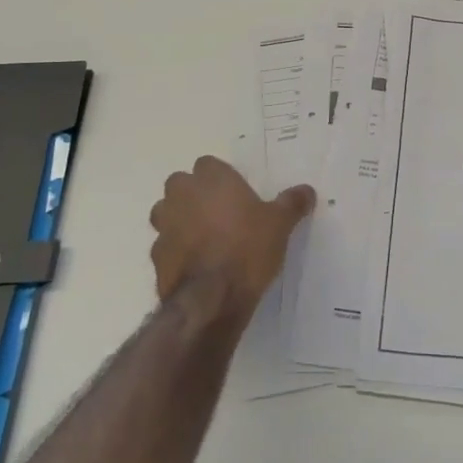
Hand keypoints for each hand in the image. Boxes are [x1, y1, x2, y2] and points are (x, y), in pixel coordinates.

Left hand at [149, 155, 313, 318]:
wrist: (212, 298)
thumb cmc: (248, 248)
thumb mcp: (280, 223)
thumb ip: (292, 203)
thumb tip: (307, 190)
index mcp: (212, 180)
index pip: (207, 164)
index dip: (219, 177)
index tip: (235, 192)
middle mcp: (183, 195)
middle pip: (180, 183)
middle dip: (193, 193)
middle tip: (218, 211)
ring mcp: (164, 226)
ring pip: (165, 211)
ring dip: (178, 218)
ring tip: (202, 235)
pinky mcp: (155, 256)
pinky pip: (164, 244)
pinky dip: (176, 249)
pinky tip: (194, 263)